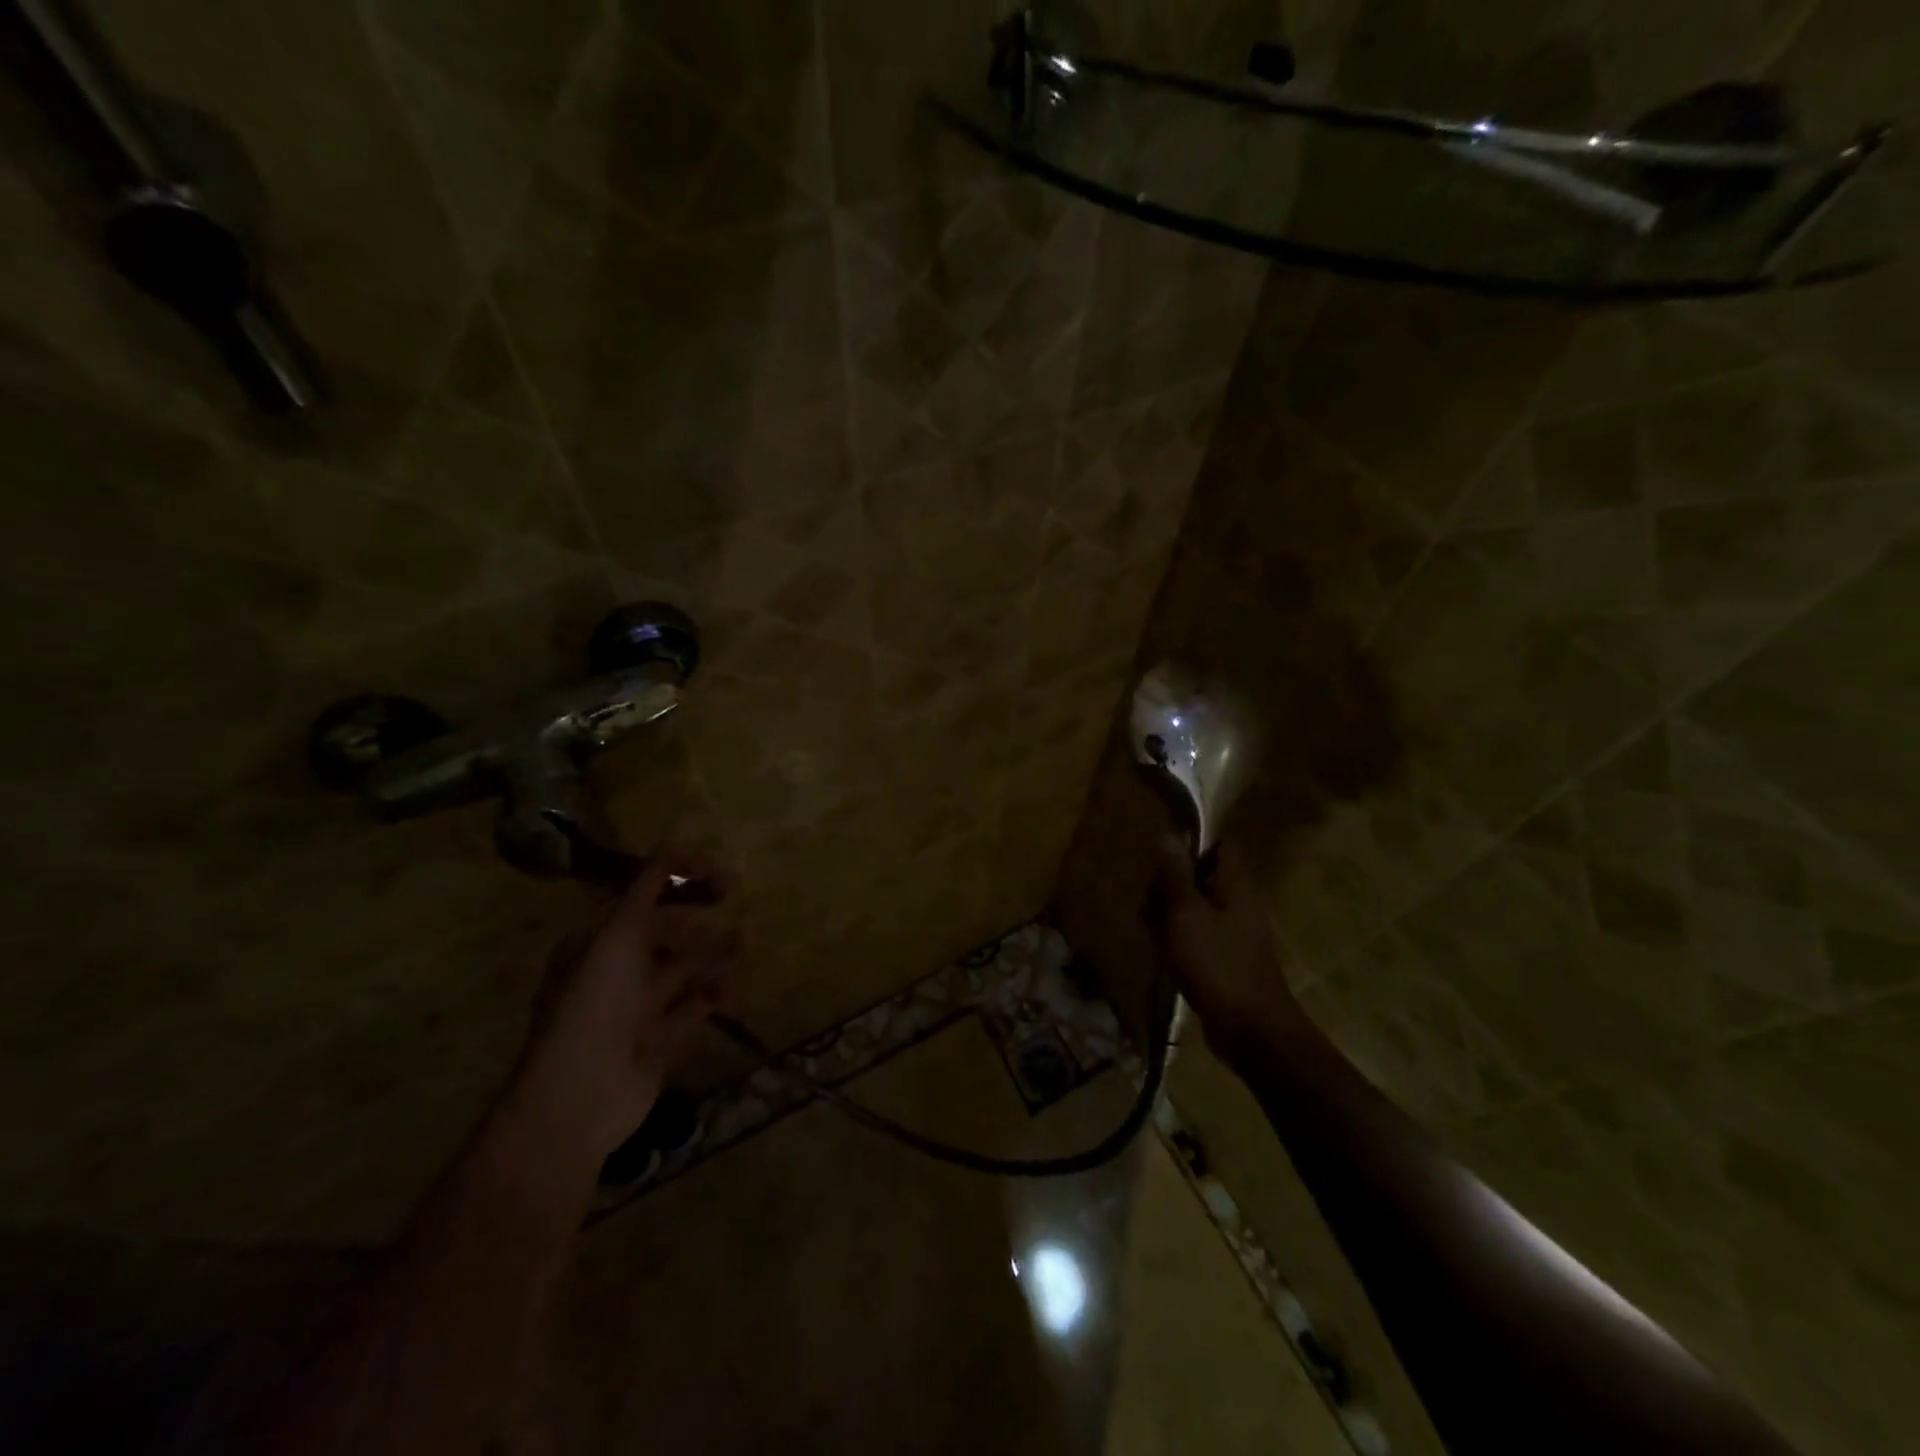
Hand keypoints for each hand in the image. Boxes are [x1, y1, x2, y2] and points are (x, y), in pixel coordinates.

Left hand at [510, 852, 740, 1159]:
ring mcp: (637, 1007)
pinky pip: (692, 1007)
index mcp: (596, 940)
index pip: (639, 895)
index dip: (676, 876)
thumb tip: (671, 844)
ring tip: (741, 943)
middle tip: (731, 893)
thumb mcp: (617, 935)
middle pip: (663, 928)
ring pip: (681, 967)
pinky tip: (730, 986)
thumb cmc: (596, 1004)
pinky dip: (713, 993)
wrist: (581, 1096)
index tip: (715, 870)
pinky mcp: (659, 1040)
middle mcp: (615, 970)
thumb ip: (646, 889)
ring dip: (711, 951)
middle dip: (696, 911)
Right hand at [1152, 836, 1300, 1063]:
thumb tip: (1168, 834)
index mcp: (1235, 883)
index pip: (1218, 843)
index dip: (1190, 842)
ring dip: (1168, 911)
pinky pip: (1196, 932)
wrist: (1250, 1030)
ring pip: (1194, 904)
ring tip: (1148, 928)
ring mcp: (1232, 930)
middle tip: (1149, 900)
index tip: (1161, 855)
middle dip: (1169, 882)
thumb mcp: (1186, 913)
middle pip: (1200, 874)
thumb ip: (1175, 874)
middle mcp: (1238, 901)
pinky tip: (1159, 948)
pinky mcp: (1224, 955)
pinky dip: (1177, 935)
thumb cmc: (1216, 963)